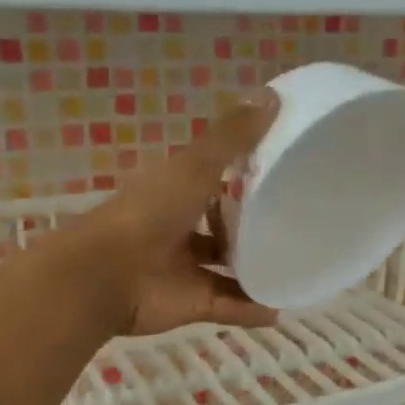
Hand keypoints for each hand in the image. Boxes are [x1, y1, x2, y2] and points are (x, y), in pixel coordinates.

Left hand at [72, 94, 281, 336]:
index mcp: (175, 191)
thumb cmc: (150, 212)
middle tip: (297, 223)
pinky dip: (252, 308)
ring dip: (255, 270)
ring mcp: (184, 269)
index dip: (243, 174)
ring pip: (226, 269)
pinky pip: (229, 305)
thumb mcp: (195, 166)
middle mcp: (178, 228)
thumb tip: (273, 95)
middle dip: (251, 226)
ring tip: (296, 266)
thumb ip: (232, 138)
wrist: (107, 275)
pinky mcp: (191, 303)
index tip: (282, 170)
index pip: (213, 179)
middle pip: (221, 226)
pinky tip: (282, 308)